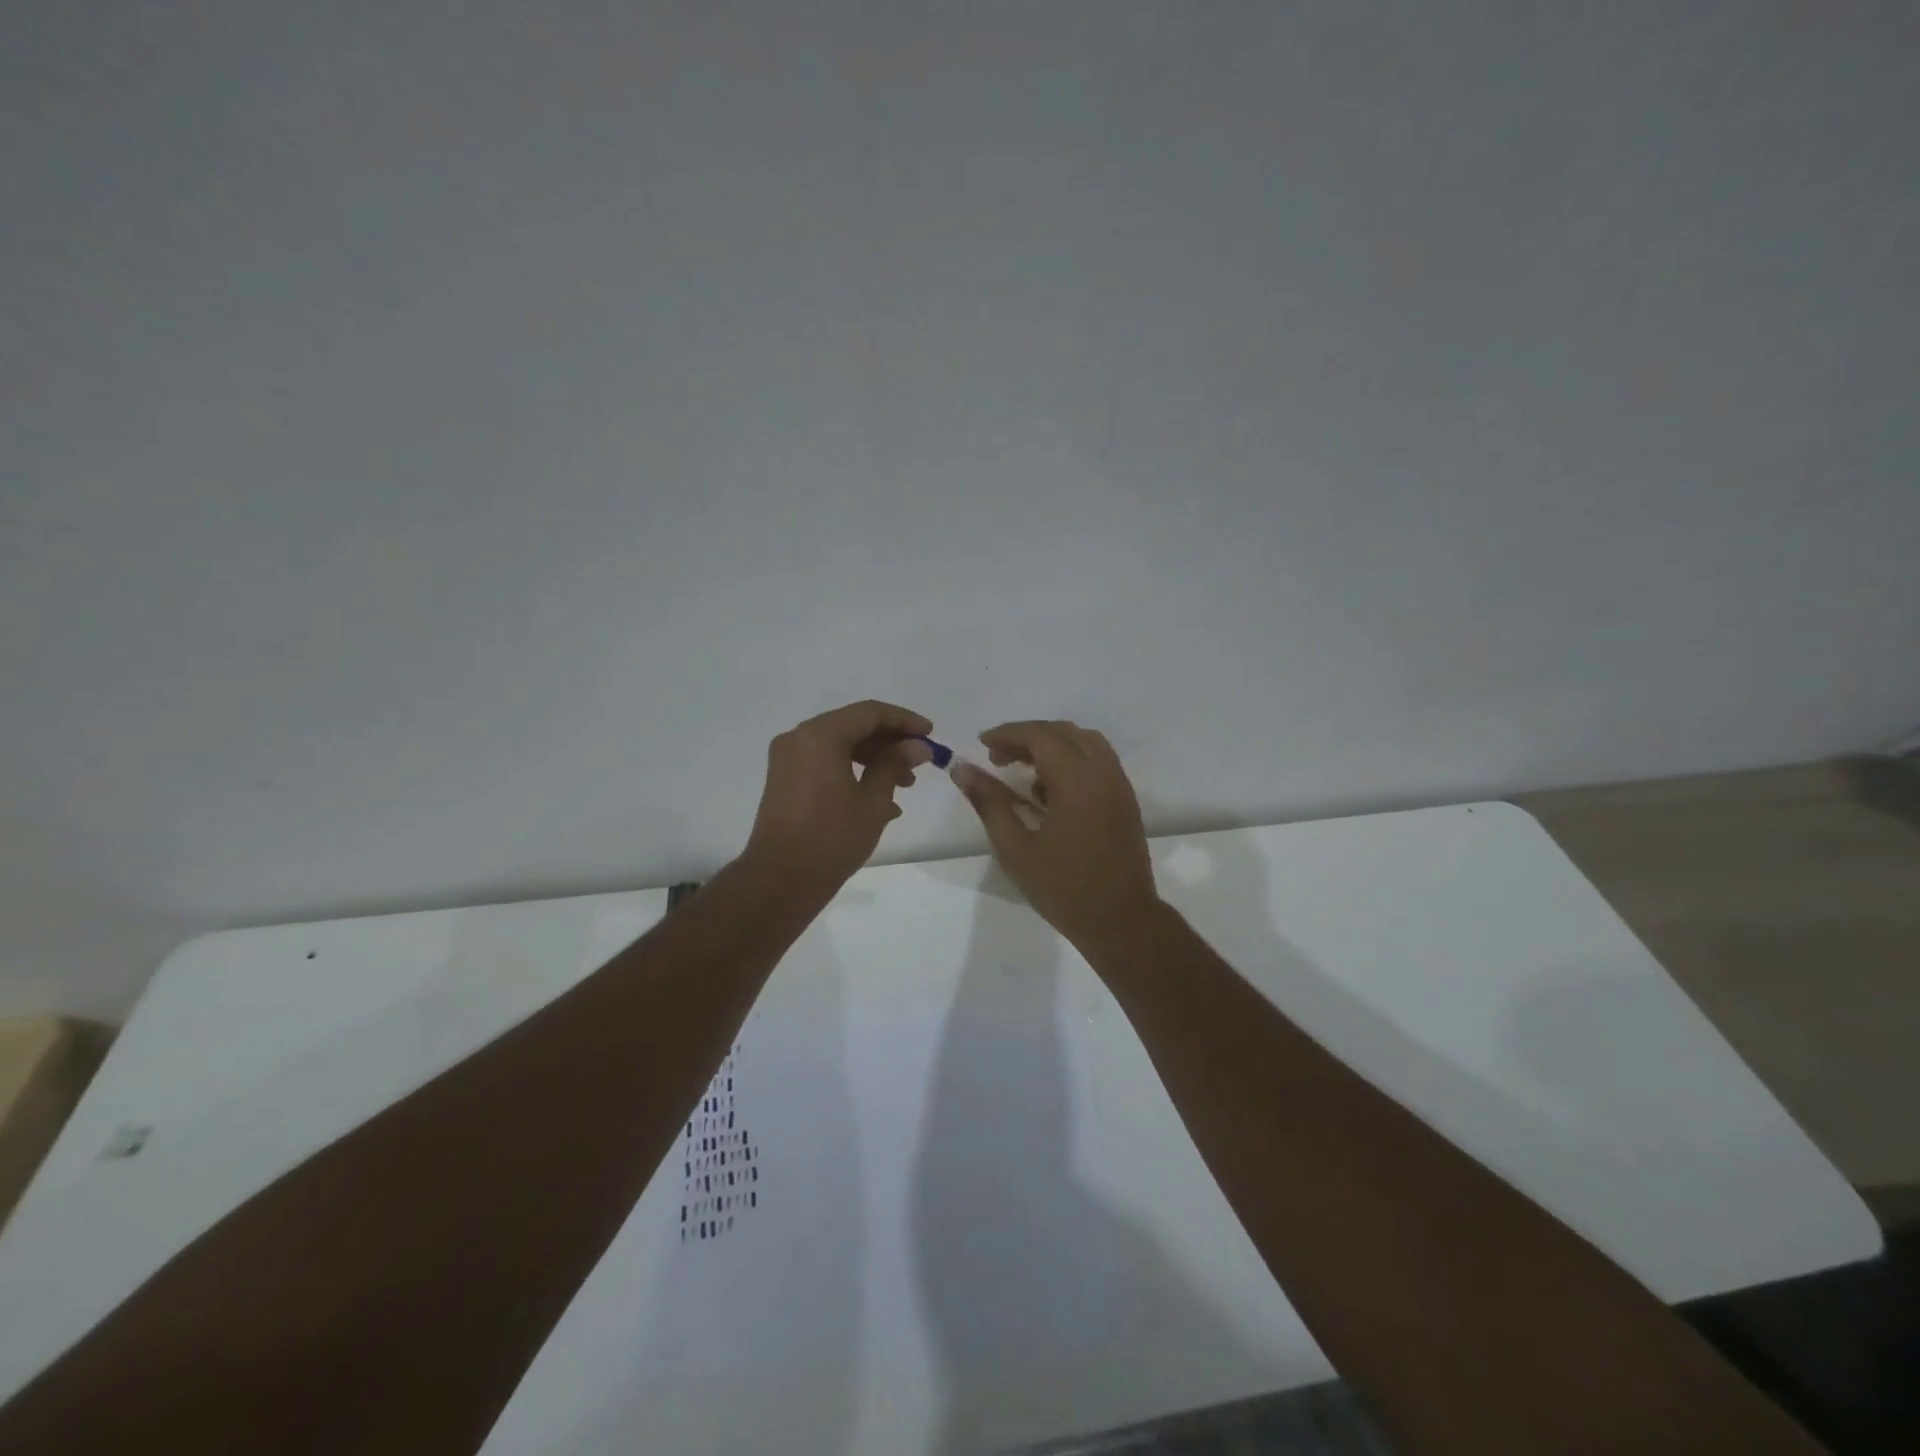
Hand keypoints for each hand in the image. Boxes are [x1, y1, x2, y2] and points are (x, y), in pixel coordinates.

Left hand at [742, 700, 933, 890]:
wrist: (781, 880)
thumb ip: (895, 764)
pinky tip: (880, 799)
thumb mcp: (873, 800)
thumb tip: (918, 746)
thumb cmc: (832, 838)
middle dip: (890, 742)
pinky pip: (825, 762)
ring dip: (874, 758)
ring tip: (905, 785)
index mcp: (820, 735)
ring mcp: (789, 759)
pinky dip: (853, 771)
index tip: (931, 735)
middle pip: (853, 726)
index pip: (870, 713)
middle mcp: (799, 738)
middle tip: (920, 762)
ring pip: (840, 745)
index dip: (904, 721)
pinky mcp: (785, 779)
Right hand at [951, 720, 1161, 956]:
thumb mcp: (1015, 848)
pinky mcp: (1126, 800)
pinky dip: (1071, 760)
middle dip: (1028, 737)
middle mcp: (1103, 773)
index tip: (983, 743)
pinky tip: (1050, 792)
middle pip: (1064, 733)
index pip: (1041, 736)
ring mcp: (1119, 785)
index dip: (1009, 733)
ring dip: (1052, 745)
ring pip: (1085, 742)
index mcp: (1077, 782)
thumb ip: (989, 802)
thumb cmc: (1063, 888)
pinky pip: (1098, 761)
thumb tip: (962, 769)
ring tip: (1023, 770)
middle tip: (998, 758)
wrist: (1121, 921)